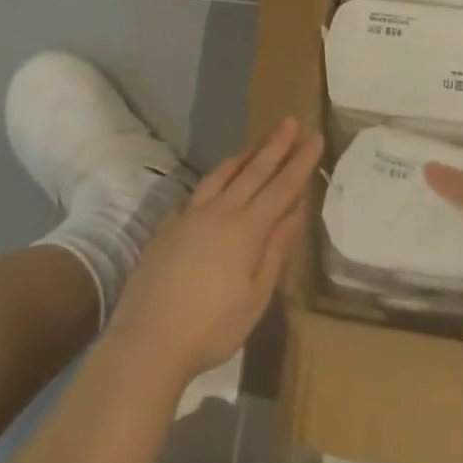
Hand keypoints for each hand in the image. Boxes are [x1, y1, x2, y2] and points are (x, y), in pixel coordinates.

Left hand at [109, 118, 323, 383]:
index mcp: (247, 230)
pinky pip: (197, 192)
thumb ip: (276, 250)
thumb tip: (296, 212)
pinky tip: (216, 182)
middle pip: (254, 171)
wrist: (147, 341)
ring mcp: (189, 216)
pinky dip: (214, 179)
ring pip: (221, 175)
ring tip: (257, 144)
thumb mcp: (257, 296)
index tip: (315, 137)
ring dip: (244, 156)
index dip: (301, 162)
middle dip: (275, 145)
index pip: (282, 187)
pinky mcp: (168, 227)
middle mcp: (220, 213)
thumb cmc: (212, 327)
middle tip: (290, 121)